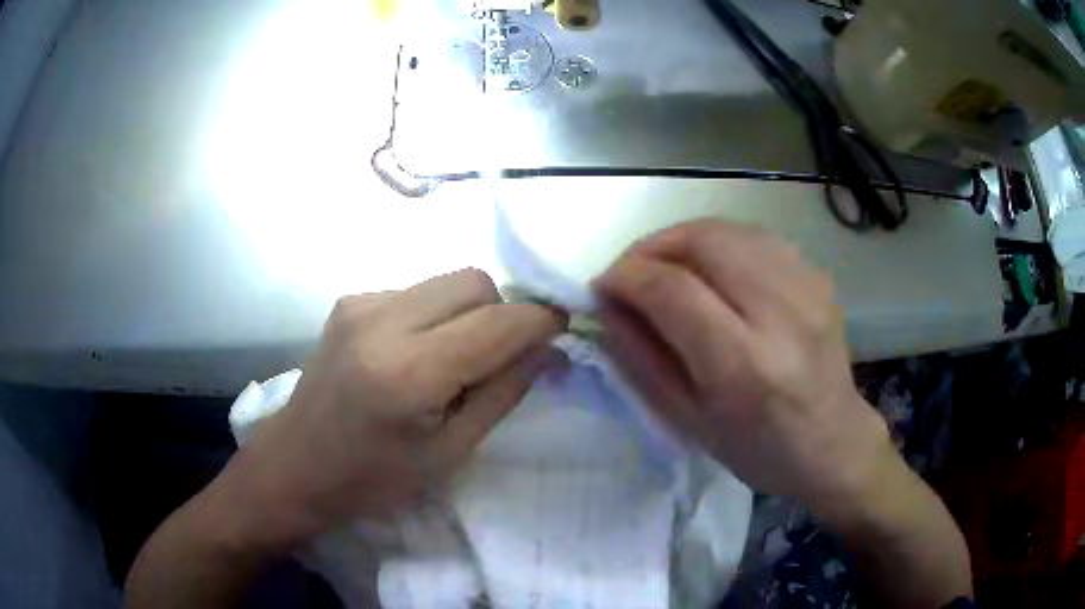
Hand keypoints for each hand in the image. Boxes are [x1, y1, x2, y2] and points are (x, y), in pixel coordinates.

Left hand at [220, 269, 566, 548]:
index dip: (540, 321)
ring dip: (470, 313)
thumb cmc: (371, 479)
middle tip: (501, 358)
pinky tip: (417, 354)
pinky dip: (436, 315)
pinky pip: (417, 292)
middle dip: (503, 312)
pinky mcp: (350, 300)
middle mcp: (381, 320)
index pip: (497, 322)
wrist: (295, 464)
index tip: (561, 333)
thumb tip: (548, 351)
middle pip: (474, 282)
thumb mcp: (449, 453)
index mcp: (408, 372)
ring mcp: (360, 303)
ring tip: (454, 361)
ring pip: (447, 281)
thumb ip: (503, 393)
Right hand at [594, 220, 891, 513]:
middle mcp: (780, 314)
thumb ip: (641, 359)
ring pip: (728, 229)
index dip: (626, 277)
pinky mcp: (817, 276)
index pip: (672, 289)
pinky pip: (755, 237)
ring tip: (665, 268)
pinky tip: (710, 270)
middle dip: (650, 247)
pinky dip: (719, 244)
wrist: (832, 443)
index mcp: (743, 365)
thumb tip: (607, 305)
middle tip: (630, 272)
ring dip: (682, 240)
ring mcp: (806, 288)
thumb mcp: (688, 421)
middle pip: (702, 240)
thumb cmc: (757, 449)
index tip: (601, 288)